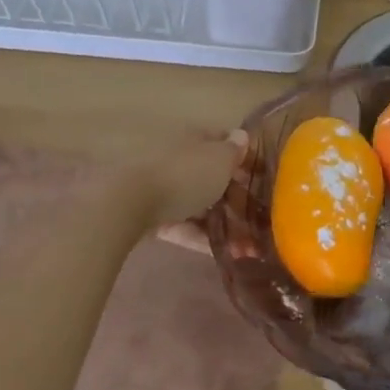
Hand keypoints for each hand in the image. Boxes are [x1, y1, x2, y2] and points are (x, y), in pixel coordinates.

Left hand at [118, 131, 247, 245]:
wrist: (129, 205)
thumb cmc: (183, 175)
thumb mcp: (219, 160)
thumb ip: (234, 150)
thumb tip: (241, 136)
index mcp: (191, 138)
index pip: (221, 141)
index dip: (242, 157)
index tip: (260, 176)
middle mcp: (175, 158)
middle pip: (208, 175)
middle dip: (232, 194)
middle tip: (256, 214)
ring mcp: (159, 187)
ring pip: (196, 203)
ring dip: (220, 222)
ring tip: (245, 245)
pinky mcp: (148, 215)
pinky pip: (181, 225)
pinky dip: (200, 237)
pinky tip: (222, 253)